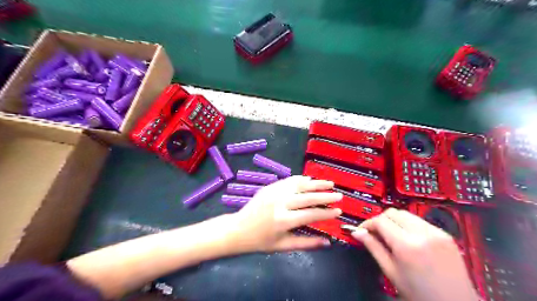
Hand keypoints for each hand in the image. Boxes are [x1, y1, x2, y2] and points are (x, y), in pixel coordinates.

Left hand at [225, 175, 341, 252]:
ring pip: (300, 185)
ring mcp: (275, 192)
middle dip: (326, 196)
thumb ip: (306, 243)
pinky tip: (310, 180)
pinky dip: (301, 179)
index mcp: (284, 220)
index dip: (327, 213)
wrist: (238, 229)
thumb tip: (327, 243)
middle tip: (339, 195)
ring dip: (316, 183)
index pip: (311, 214)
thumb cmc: (260, 241)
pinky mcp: (270, 186)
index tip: (339, 211)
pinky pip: (289, 180)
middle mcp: (281, 203)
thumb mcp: (283, 246)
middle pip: (308, 197)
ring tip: (329, 183)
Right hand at [349, 208, 477, 300]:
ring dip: (394, 221)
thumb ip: (373, 248)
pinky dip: (408, 225)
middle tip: (375, 233)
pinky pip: (419, 221)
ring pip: (406, 214)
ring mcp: (436, 232)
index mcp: (407, 245)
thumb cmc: (421, 294)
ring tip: (391, 236)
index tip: (362, 230)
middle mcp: (422, 233)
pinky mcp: (445, 234)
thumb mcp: (391, 271)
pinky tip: (408, 239)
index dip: (367, 224)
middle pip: (392, 212)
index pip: (380, 221)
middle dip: (380, 220)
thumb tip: (357, 233)